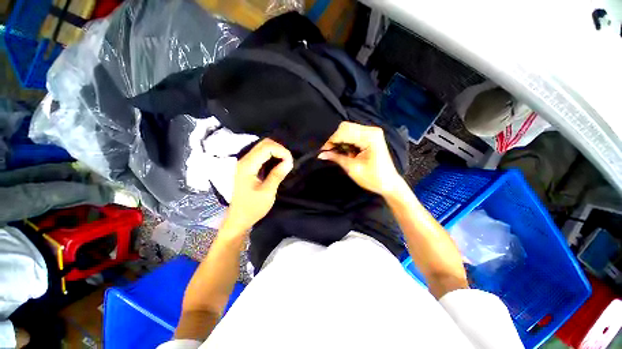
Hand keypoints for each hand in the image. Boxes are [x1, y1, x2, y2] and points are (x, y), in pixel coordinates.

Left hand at [224, 139, 292, 231]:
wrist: (238, 218)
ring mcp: (245, 163)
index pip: (266, 147)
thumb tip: (289, 161)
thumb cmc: (252, 208)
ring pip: (263, 147)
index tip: (290, 163)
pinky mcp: (247, 167)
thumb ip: (277, 175)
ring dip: (276, 152)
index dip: (281, 151)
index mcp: (247, 165)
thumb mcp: (267, 192)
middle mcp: (244, 160)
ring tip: (285, 163)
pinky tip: (278, 164)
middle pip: (264, 143)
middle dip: (280, 149)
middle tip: (289, 162)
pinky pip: (261, 155)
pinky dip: (272, 156)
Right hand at [318, 121, 402, 195]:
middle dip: (335, 139)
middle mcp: (371, 130)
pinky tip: (346, 151)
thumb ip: (336, 158)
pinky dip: (346, 142)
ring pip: (348, 130)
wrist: (389, 184)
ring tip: (339, 153)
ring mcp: (372, 132)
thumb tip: (321, 154)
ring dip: (340, 141)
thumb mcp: (352, 168)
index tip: (323, 151)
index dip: (331, 140)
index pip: (344, 131)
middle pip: (345, 127)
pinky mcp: (370, 136)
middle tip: (330, 152)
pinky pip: (353, 134)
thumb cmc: (372, 178)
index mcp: (370, 137)